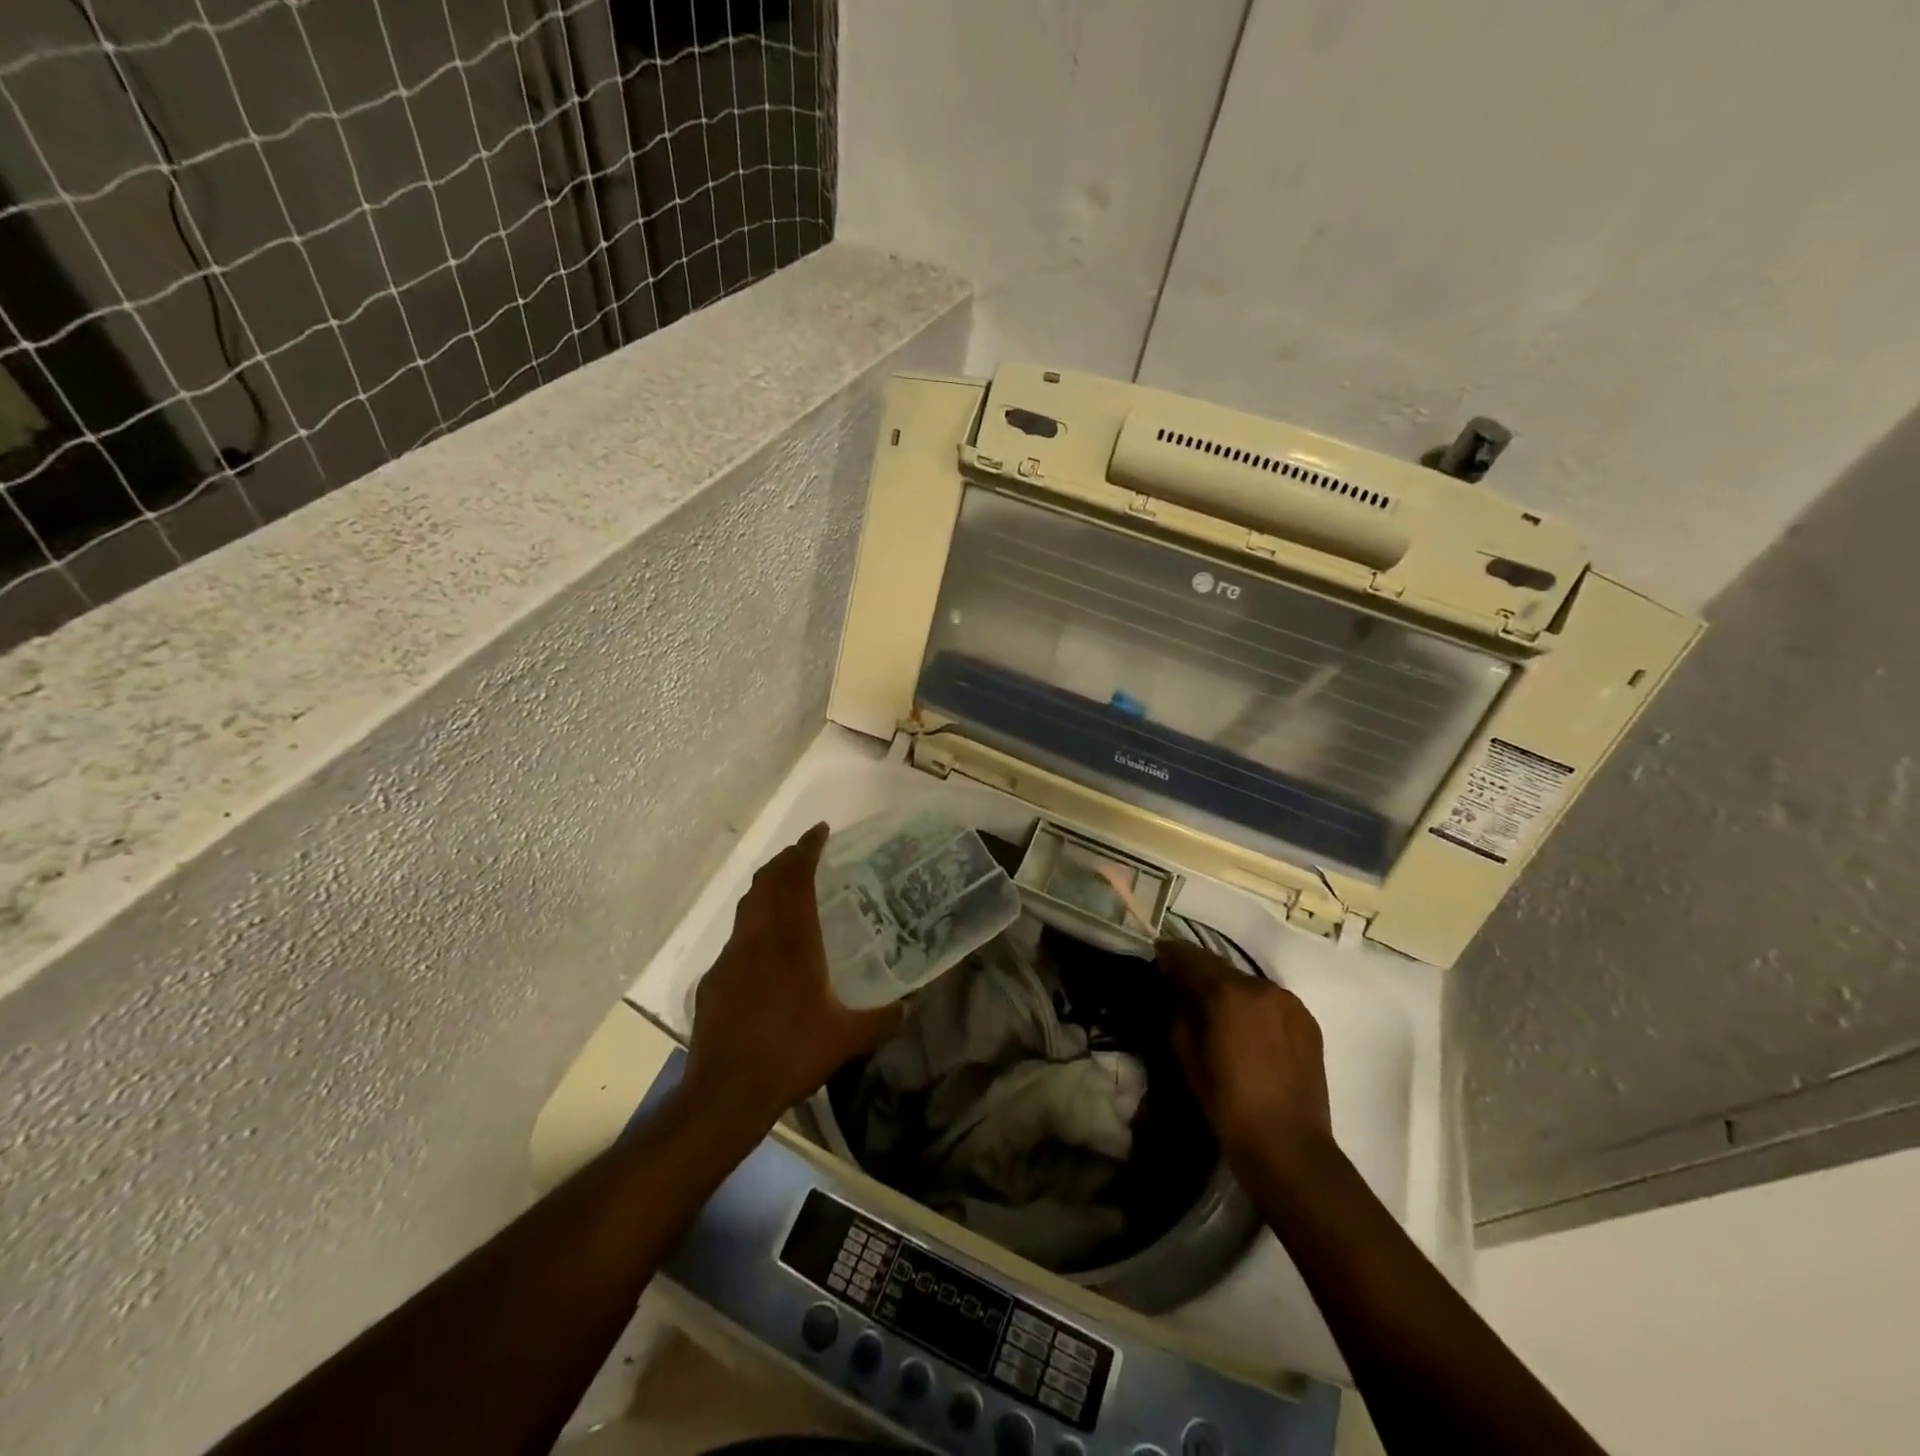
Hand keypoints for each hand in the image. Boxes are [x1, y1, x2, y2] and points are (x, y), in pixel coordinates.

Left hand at [682, 823, 904, 1135]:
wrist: (725, 1093)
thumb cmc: (790, 1056)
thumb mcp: (846, 1040)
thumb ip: (882, 1020)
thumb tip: (909, 1009)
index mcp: (793, 943)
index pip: (796, 880)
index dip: (807, 850)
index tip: (820, 831)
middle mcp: (758, 939)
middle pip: (767, 883)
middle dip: (785, 860)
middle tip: (805, 852)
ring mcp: (731, 958)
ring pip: (748, 906)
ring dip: (767, 887)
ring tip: (786, 887)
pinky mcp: (714, 980)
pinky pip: (737, 937)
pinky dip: (753, 924)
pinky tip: (764, 946)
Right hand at [1156, 939, 1333, 1171]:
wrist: (1288, 1146)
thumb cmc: (1227, 1103)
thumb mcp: (1185, 1054)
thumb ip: (1180, 1011)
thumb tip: (1179, 991)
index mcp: (1227, 993)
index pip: (1189, 956)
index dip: (1169, 954)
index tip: (1158, 959)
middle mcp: (1260, 986)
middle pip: (1219, 966)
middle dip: (1198, 973)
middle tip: (1182, 988)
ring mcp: (1289, 1001)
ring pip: (1246, 983)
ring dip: (1228, 990)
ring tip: (1217, 1013)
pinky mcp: (1307, 1020)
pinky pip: (1270, 1001)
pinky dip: (1253, 1006)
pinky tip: (1248, 1031)